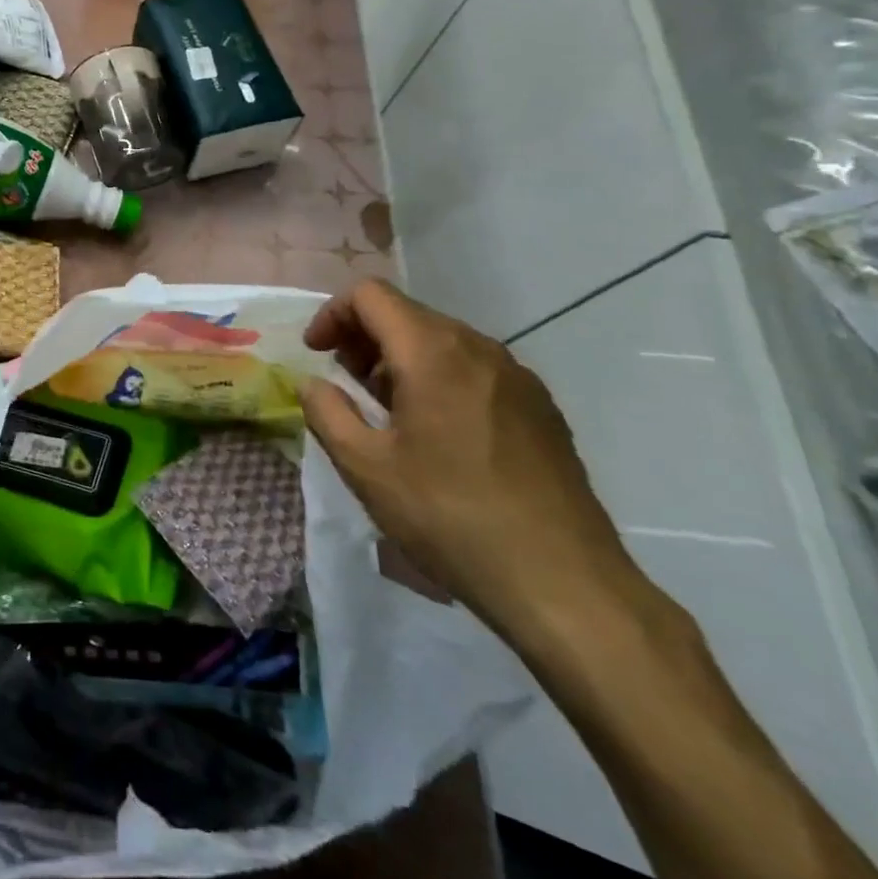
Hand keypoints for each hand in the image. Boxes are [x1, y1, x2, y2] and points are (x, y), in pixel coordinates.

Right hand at [298, 280, 645, 644]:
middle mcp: (479, 348)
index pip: (370, 296)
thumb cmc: (451, 517)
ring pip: (442, 341)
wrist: (564, 583)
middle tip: (345, 386)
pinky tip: (438, 435)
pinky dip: (439, 379)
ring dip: (400, 360)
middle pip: (406, 314)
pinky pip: (474, 370)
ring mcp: (517, 376)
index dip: (332, 314)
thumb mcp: (366, 468)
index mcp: (432, 352)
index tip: (317, 354)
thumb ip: (326, 412)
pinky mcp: (541, 407)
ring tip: (387, 413)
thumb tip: (314, 383)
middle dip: (363, 339)